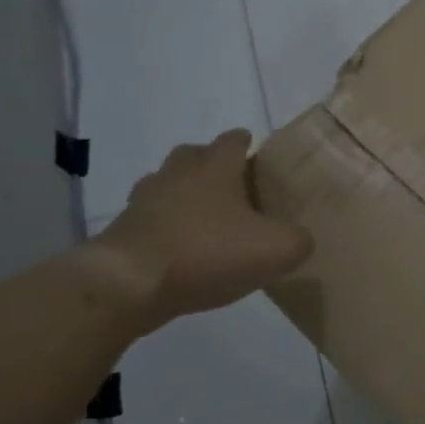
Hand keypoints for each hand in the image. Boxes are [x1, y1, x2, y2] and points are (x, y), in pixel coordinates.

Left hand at [88, 129, 312, 332]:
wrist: (128, 283)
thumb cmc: (207, 252)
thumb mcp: (276, 250)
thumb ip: (298, 240)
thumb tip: (300, 239)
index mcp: (216, 167)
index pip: (233, 140)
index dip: (247, 143)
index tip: (258, 153)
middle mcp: (178, 173)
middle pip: (195, 154)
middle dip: (213, 164)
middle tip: (234, 187)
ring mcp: (145, 200)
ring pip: (168, 184)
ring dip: (186, 195)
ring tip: (207, 220)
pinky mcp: (124, 230)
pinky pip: (151, 219)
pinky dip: (166, 227)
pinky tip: (181, 249)